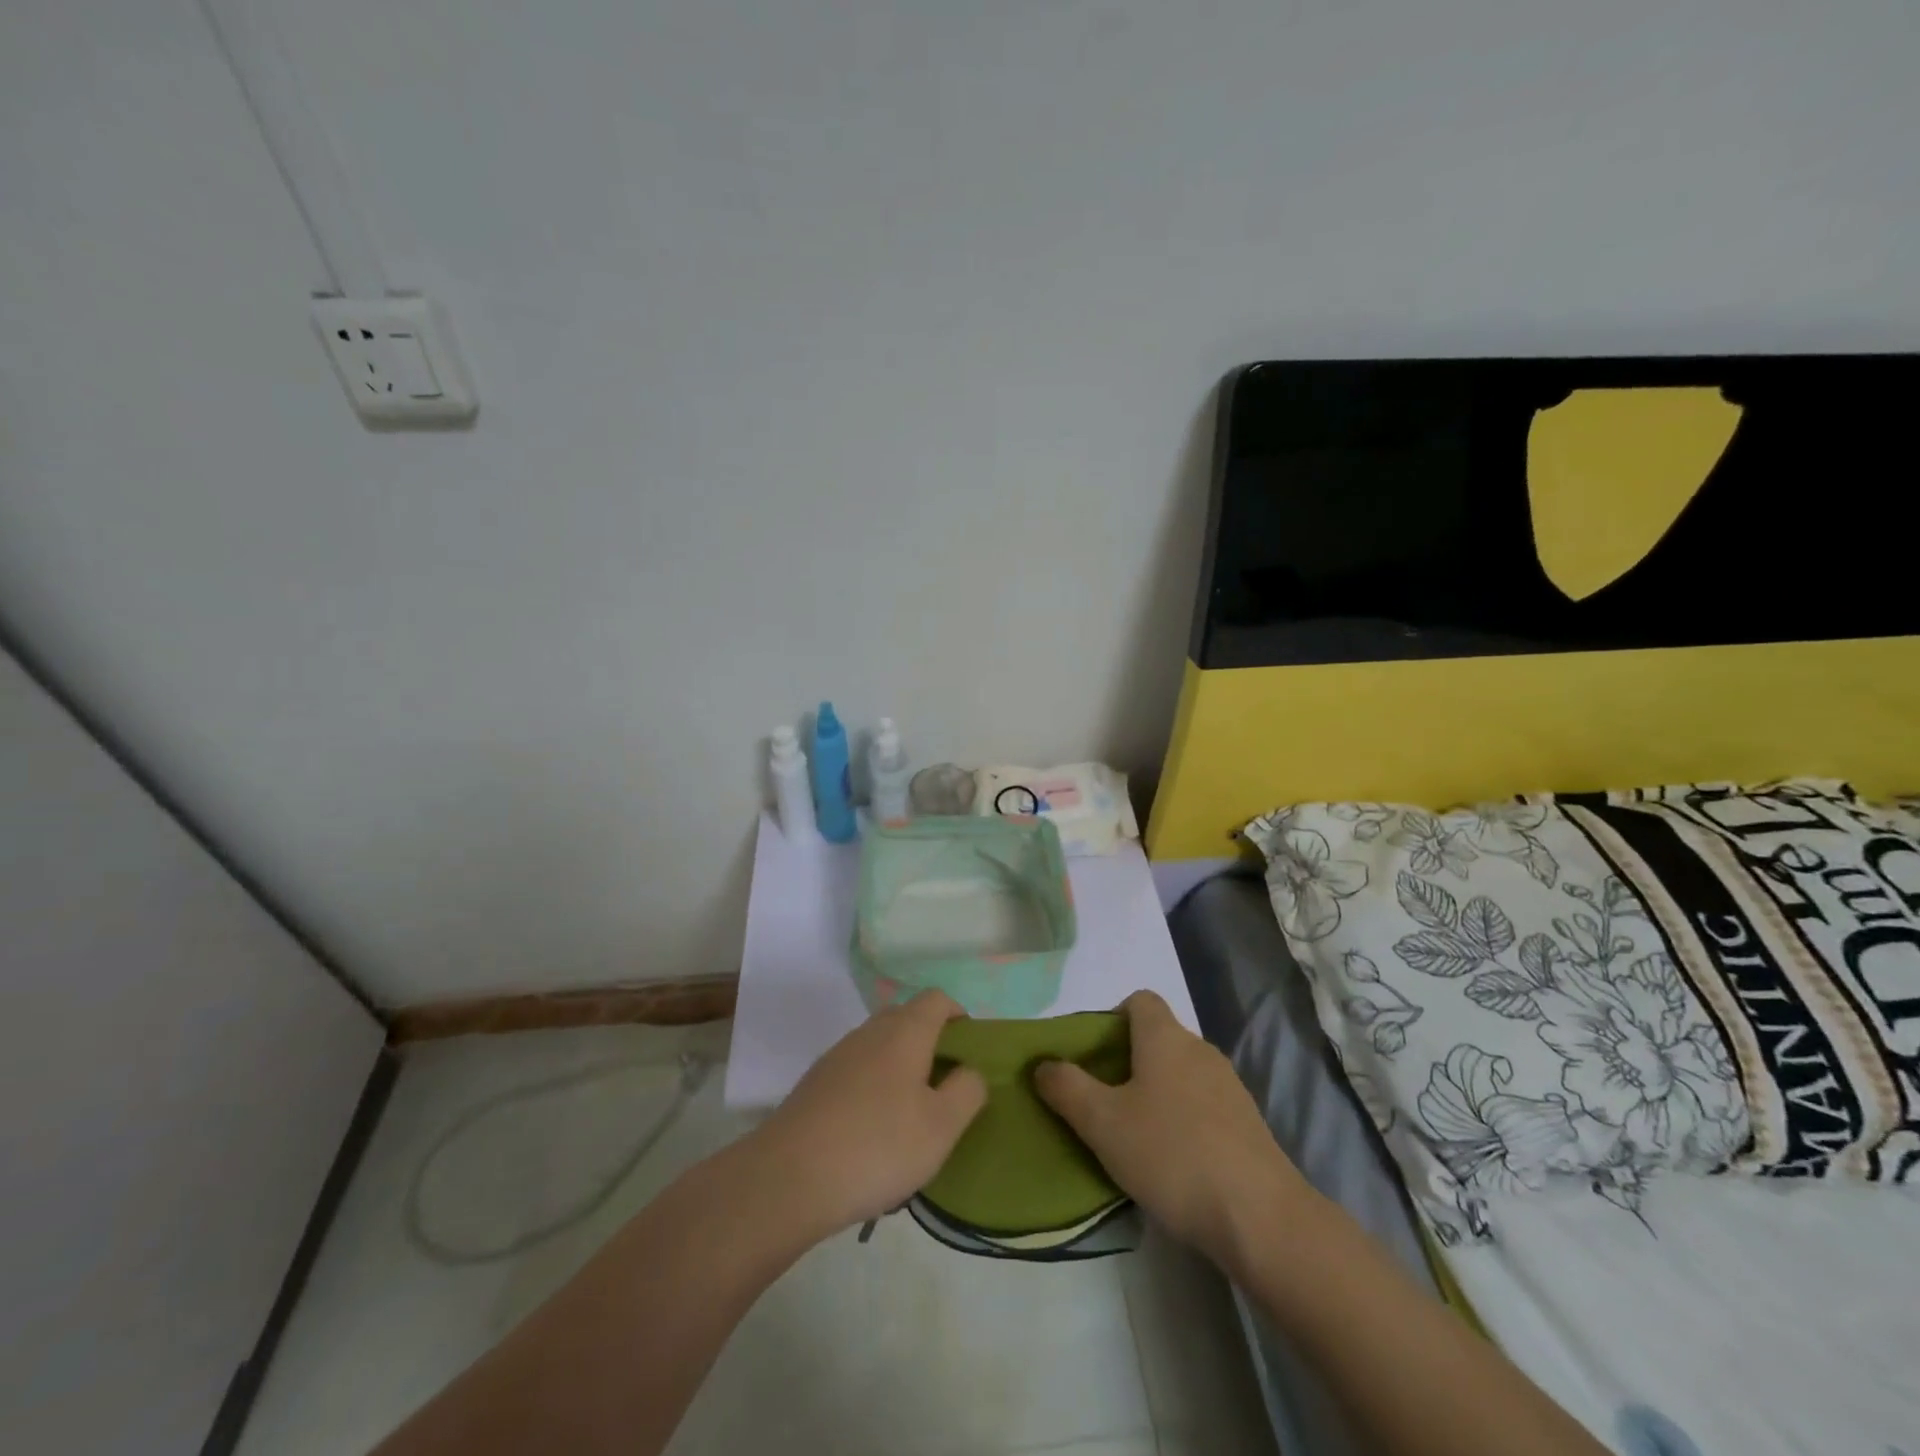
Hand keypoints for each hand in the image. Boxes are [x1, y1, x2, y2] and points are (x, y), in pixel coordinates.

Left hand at [752, 991, 987, 1236]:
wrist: (788, 1178)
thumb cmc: (877, 1146)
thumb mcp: (942, 1127)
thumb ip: (967, 1090)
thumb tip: (969, 1069)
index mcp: (904, 1032)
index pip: (937, 999)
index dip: (958, 1014)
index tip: (969, 1049)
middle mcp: (869, 1032)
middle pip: (906, 1017)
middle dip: (930, 1040)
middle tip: (945, 1084)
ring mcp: (837, 1055)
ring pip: (878, 1044)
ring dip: (900, 1064)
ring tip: (911, 1112)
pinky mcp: (815, 1083)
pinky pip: (856, 1069)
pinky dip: (873, 1084)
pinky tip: (873, 1128)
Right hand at [1035, 990, 1309, 1274]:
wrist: (1260, 1217)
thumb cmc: (1172, 1155)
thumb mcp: (1103, 1123)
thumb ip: (1067, 1088)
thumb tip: (1043, 1065)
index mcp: (1165, 1038)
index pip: (1139, 1000)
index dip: (1112, 1018)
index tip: (1093, 1056)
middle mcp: (1199, 1050)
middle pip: (1158, 1038)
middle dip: (1128, 1061)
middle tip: (1103, 1101)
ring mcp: (1229, 1086)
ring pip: (1181, 1073)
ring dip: (1156, 1092)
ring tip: (1135, 1135)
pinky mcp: (1247, 1123)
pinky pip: (1203, 1104)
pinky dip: (1183, 1118)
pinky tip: (1173, 1161)